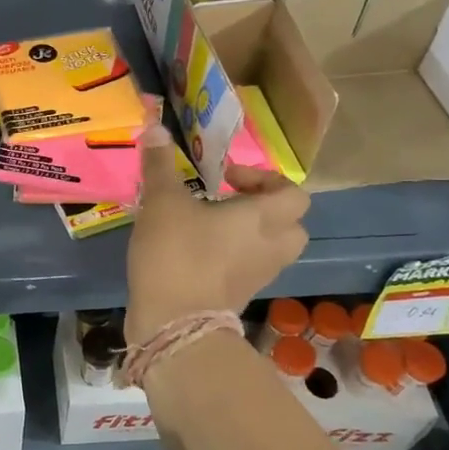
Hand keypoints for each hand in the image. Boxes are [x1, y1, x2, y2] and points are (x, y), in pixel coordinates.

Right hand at [126, 124, 309, 342]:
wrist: (174, 323)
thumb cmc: (176, 252)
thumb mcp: (162, 201)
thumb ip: (159, 164)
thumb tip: (155, 126)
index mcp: (262, 218)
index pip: (292, 193)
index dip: (265, 179)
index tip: (227, 178)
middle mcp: (270, 246)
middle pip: (292, 224)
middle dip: (266, 210)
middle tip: (230, 203)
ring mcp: (259, 276)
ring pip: (272, 249)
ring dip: (251, 235)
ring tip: (211, 227)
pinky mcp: (240, 297)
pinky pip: (249, 269)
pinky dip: (234, 258)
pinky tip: (197, 251)